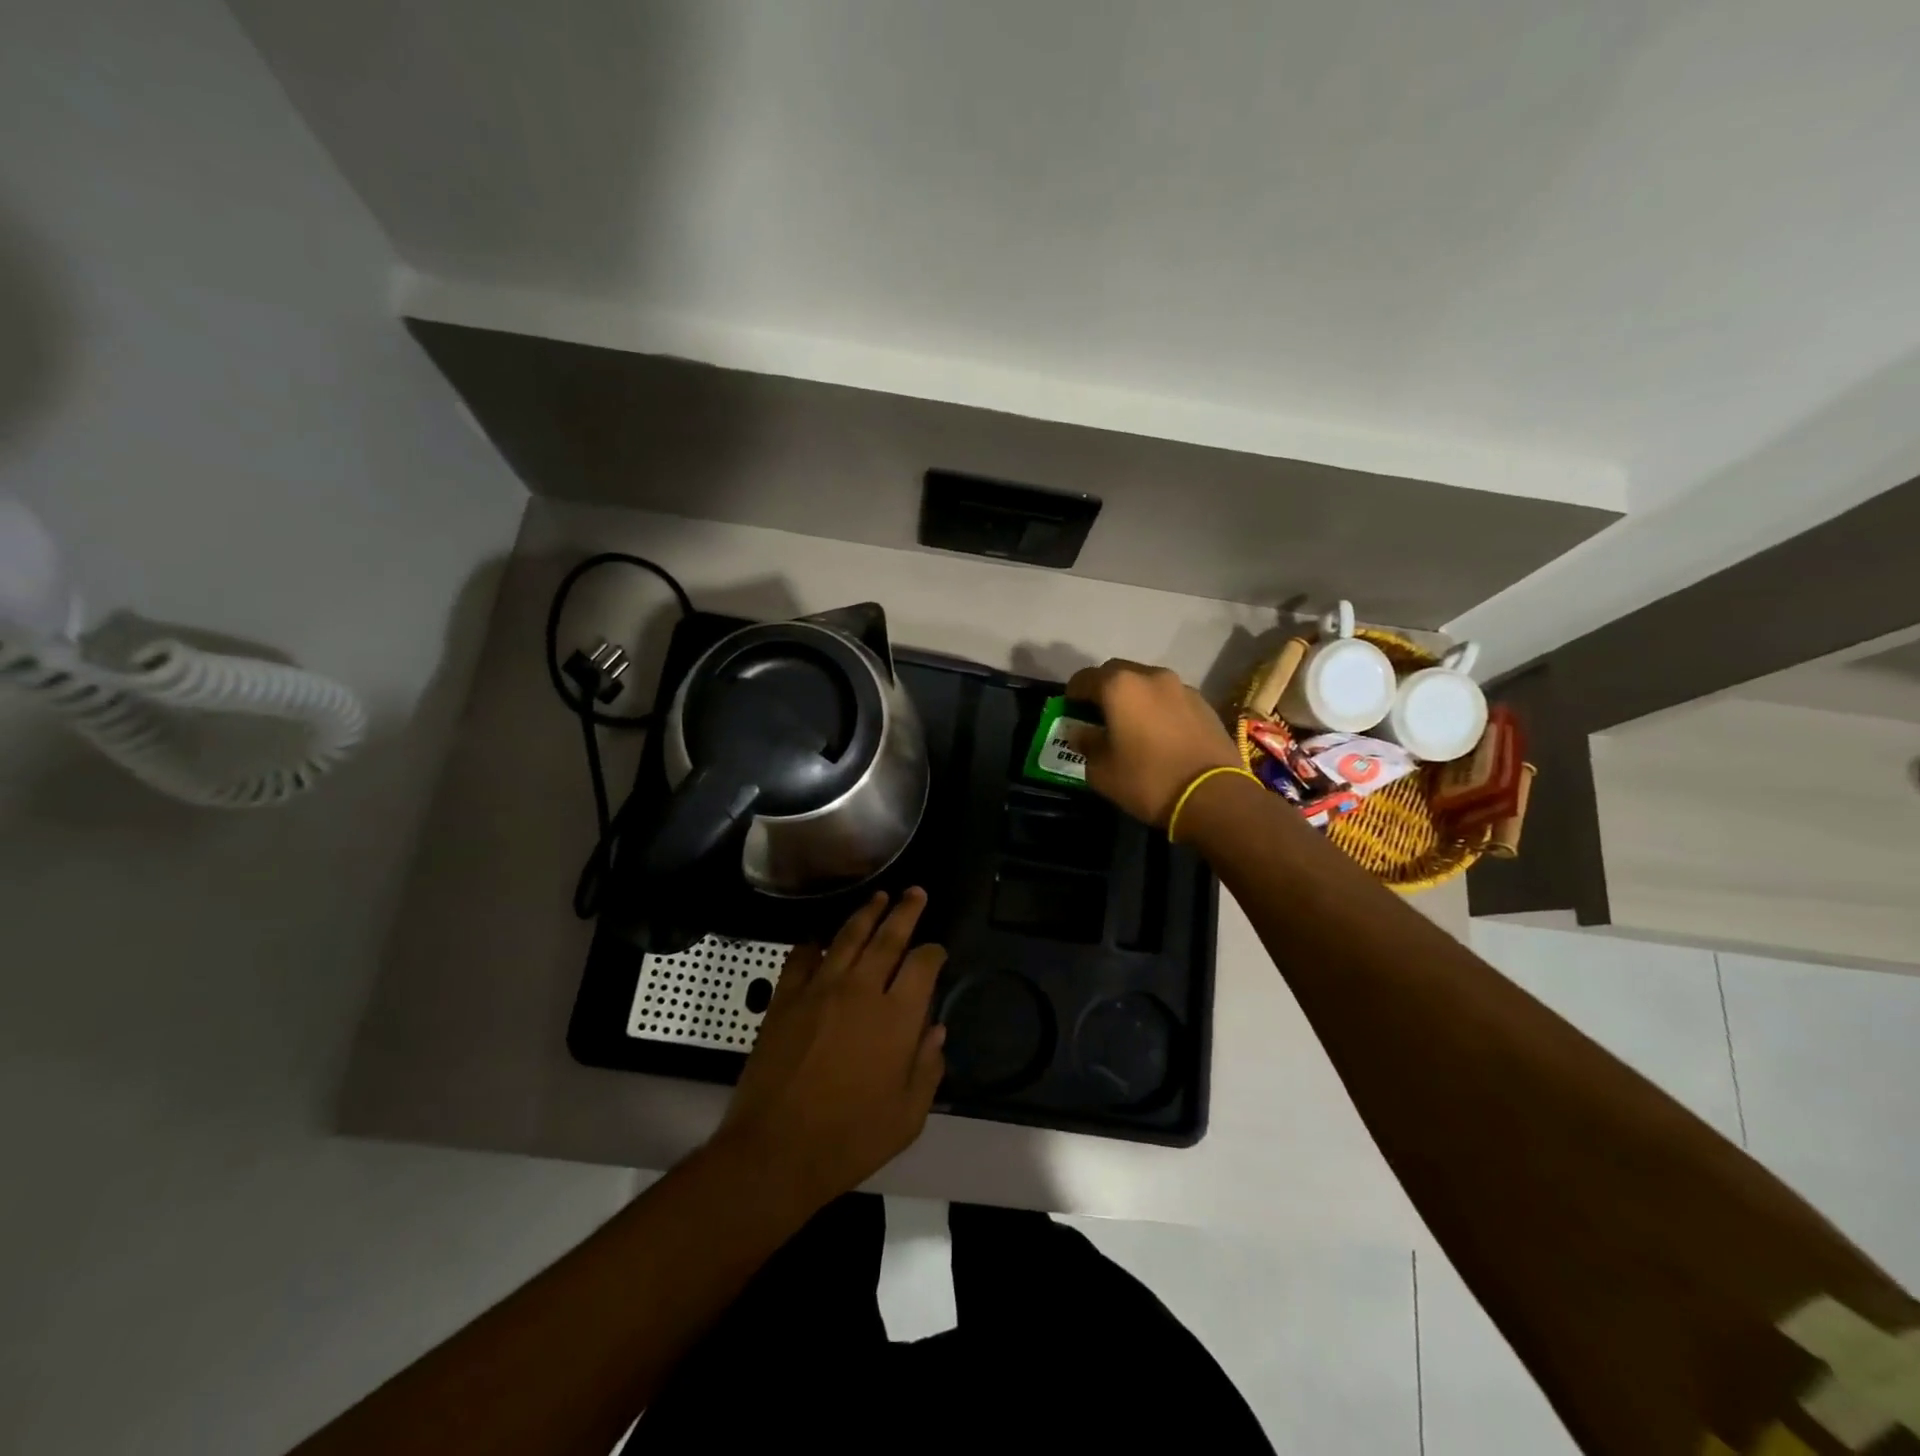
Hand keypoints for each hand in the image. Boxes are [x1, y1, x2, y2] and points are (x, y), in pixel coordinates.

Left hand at [718, 889, 946, 1210]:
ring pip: (848, 937)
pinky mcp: (785, 998)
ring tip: (879, 897)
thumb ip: (928, 1067)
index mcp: (897, 1017)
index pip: (922, 964)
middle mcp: (861, 990)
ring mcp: (819, 989)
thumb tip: (936, 1029)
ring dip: (866, 914)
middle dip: (905, 911)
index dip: (934, 952)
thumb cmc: (850, 1139)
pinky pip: (801, 958)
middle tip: (915, 892)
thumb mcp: (907, 1116)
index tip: (937, 951)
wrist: (775, 1151)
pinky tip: (819, 939)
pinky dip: (813, 944)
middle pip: (888, 937)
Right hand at [1065, 659, 1241, 827]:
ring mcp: (1181, 687)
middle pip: (1116, 673)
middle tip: (1098, 717)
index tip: (1070, 714)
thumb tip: (1080, 732)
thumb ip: (1086, 744)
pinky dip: (1158, 708)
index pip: (1083, 678)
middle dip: (1103, 690)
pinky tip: (1159, 734)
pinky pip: (1169, 698)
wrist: (1214, 796)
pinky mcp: (1204, 703)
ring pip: (1146, 683)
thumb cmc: (1148, 780)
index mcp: (1119, 686)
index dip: (1072, 695)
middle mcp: (1150, 676)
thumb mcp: (1101, 771)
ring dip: (1133, 698)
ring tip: (1131, 726)